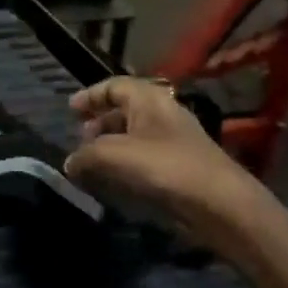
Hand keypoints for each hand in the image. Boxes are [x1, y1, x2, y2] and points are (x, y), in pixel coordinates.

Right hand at [65, 78, 275, 242]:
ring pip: (134, 135)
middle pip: (124, 110)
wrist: (217, 202)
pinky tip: (113, 181)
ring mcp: (173, 141)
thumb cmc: (165, 167)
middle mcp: (162, 114)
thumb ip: (86, 155)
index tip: (70, 110)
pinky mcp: (178, 166)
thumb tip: (70, 164)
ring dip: (110, 146)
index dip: (91, 95)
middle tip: (80, 139)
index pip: (115, 85)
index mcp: (149, 99)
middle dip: (99, 122)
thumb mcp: (115, 155)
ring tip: (91, 163)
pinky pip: (143, 157)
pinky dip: (124, 164)